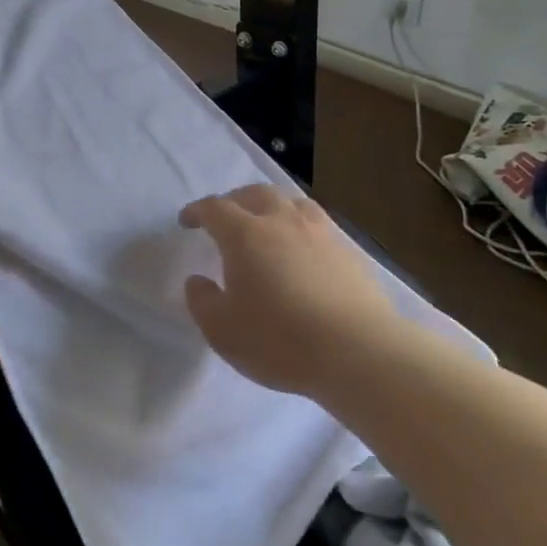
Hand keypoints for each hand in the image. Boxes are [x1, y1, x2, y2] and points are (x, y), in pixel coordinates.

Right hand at [179, 185, 401, 396]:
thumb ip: (202, 301)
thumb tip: (197, 280)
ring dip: (272, 206)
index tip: (187, 221)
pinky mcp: (349, 250)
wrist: (359, 352)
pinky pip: (317, 223)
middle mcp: (282, 221)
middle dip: (234, 200)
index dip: (197, 211)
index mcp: (245, 235)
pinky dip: (300, 226)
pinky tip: (302, 249)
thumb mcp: (223, 331)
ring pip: (291, 202)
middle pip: (255, 193)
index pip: (215, 208)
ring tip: (266, 224)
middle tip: (225, 217)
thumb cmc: (280, 341)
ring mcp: (320, 232)